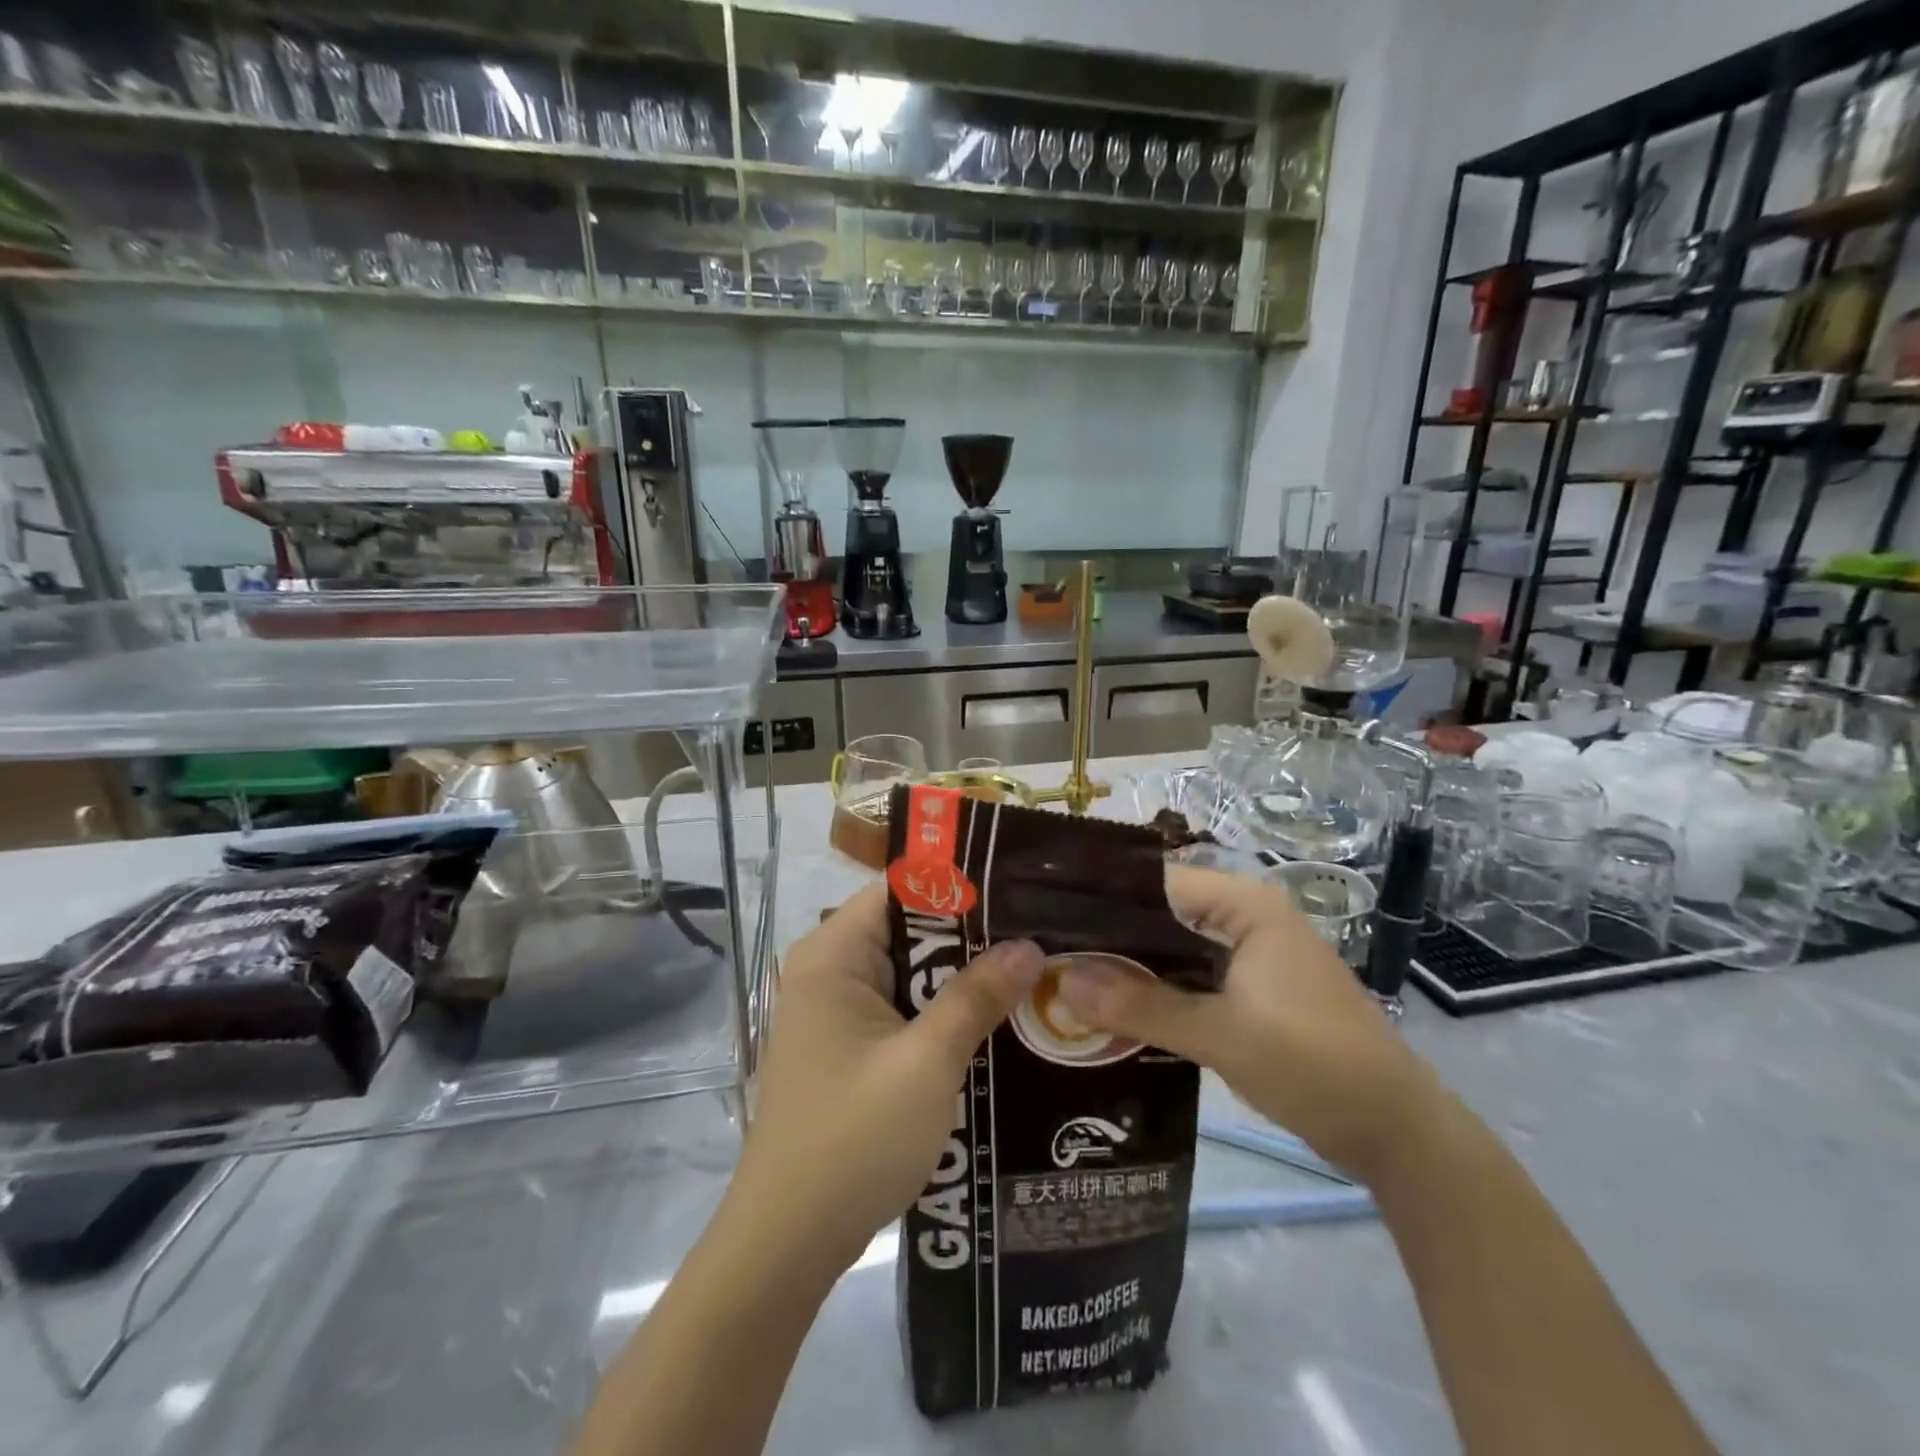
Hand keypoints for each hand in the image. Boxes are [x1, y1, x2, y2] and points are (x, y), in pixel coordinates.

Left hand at [731, 883, 1043, 1273]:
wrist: (788, 1242)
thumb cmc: (852, 1138)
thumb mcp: (926, 1063)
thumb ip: (976, 997)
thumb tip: (1029, 945)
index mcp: (833, 955)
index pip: (900, 889)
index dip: (958, 884)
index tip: (1018, 888)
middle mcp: (829, 971)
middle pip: (908, 930)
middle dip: (970, 935)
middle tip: (1040, 932)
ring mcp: (836, 1012)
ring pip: (909, 973)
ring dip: (960, 978)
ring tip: (1030, 970)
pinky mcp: (848, 1048)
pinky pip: (902, 1010)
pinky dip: (941, 1012)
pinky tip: (993, 1020)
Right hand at [1055, 865, 1432, 1177]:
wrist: (1395, 1132)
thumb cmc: (1315, 1064)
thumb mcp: (1222, 1034)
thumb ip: (1141, 1006)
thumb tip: (1063, 981)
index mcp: (1244, 905)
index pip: (1156, 884)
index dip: (1103, 902)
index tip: (1050, 923)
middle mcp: (1243, 918)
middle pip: (1160, 917)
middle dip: (1109, 940)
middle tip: (1048, 958)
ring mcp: (1248, 956)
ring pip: (1171, 951)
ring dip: (1129, 970)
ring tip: (1065, 983)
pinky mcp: (1248, 992)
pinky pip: (1188, 980)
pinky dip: (1155, 994)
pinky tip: (1112, 1013)